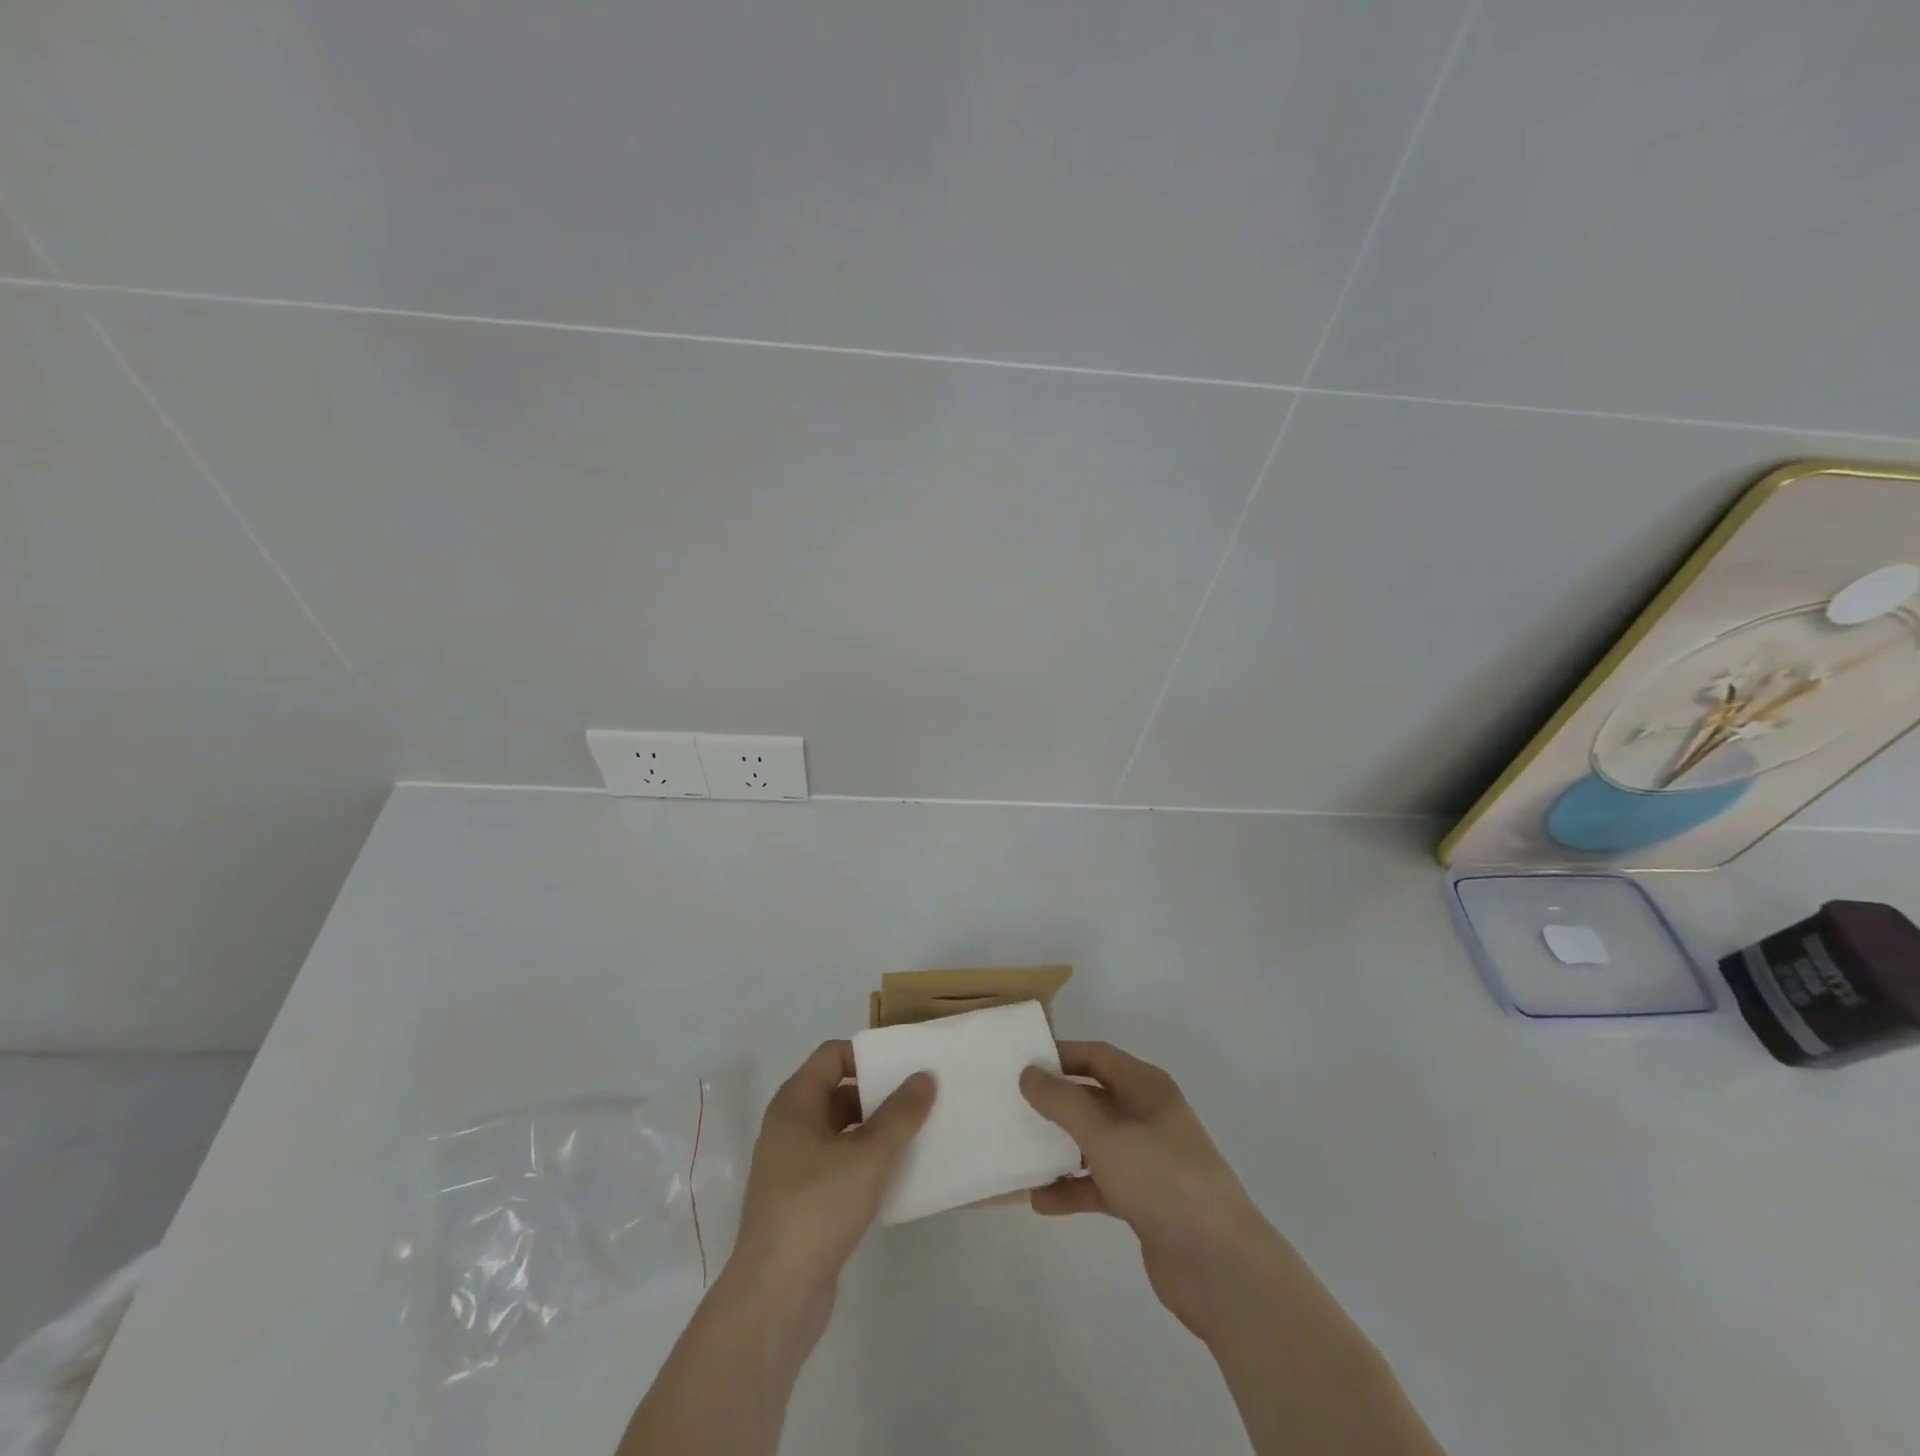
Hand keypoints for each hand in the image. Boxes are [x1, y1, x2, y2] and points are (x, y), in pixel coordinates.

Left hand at [727, 1041, 934, 1343]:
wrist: (775, 1295)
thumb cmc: (818, 1207)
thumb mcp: (870, 1155)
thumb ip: (901, 1113)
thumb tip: (924, 1075)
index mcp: (795, 1102)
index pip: (832, 1055)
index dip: (867, 1054)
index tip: (904, 1065)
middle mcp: (788, 1126)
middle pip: (836, 1090)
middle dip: (876, 1092)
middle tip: (918, 1098)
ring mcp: (791, 1165)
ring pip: (839, 1130)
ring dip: (873, 1129)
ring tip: (915, 1134)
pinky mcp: (799, 1201)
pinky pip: (836, 1163)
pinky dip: (863, 1161)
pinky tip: (893, 1176)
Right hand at [1020, 1042, 1276, 1341]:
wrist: (1221, 1267)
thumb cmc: (1163, 1181)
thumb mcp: (1106, 1136)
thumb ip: (1063, 1103)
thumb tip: (1028, 1072)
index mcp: (1146, 1088)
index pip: (1097, 1056)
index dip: (1060, 1055)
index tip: (1020, 1061)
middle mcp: (1147, 1116)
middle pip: (1092, 1097)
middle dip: (1054, 1102)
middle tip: (1010, 1105)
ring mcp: (1146, 1160)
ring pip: (1092, 1142)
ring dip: (1058, 1147)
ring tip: (1018, 1152)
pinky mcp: (1143, 1200)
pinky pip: (1098, 1183)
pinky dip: (1071, 1189)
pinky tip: (1039, 1201)